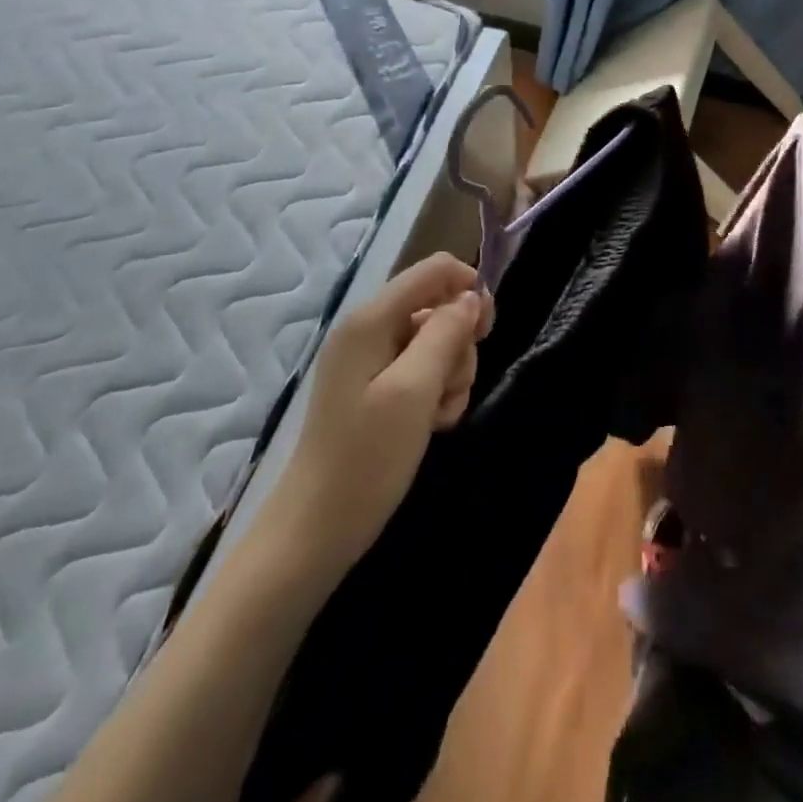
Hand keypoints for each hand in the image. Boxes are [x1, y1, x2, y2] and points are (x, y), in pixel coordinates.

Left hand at [261, 253, 491, 588]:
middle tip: (449, 388)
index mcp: (371, 319)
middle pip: (439, 308)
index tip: (485, 330)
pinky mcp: (377, 389)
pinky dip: (437, 393)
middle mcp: (370, 330)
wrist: (316, 531)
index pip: (434, 270)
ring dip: (451, 375)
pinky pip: (424, 371)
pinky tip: (433, 424)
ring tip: (439, 415)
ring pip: (438, 343)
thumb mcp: (415, 390)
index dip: (468, 288)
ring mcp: (372, 361)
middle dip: (458, 345)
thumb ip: (446, 333)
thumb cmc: (366, 457)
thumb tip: (472, 297)